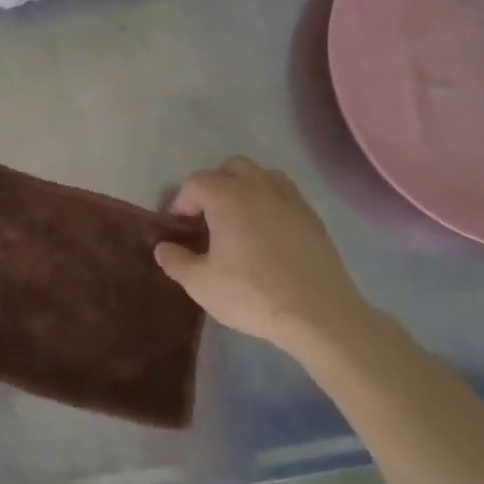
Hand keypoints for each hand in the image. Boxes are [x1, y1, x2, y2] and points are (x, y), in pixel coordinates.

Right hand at [153, 157, 369, 349]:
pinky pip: (285, 194)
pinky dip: (270, 201)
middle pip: (231, 168)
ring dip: (245, 187)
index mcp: (227, 197)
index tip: (180, 226)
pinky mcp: (313, 218)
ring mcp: (290, 200)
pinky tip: (268, 231)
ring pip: (262, 175)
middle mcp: (258, 188)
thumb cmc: (253, 295)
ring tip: (239, 217)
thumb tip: (163, 248)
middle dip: (215, 185)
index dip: (183, 201)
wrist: (320, 316)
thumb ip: (176, 261)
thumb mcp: (201, 284)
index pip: (196, 183)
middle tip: (208, 216)